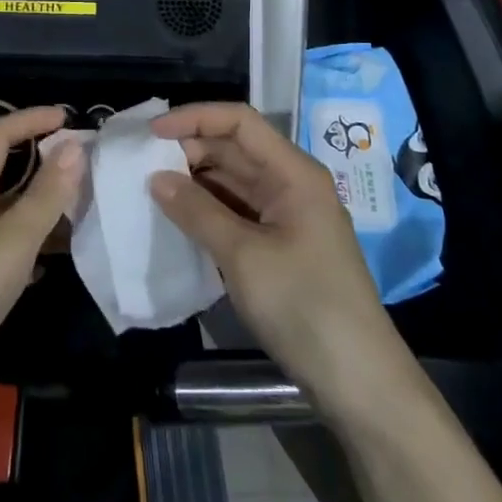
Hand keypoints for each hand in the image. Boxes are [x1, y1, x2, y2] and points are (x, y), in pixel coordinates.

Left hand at [0, 107, 84, 423]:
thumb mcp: (12, 240)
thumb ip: (46, 195)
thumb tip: (75, 146)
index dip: (31, 120)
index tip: (68, 117)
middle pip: (3, 170)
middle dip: (42, 161)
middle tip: (84, 165)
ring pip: (7, 211)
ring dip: (41, 204)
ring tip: (80, 208)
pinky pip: (5, 246)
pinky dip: (31, 243)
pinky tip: (52, 259)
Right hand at [148, 103, 415, 428]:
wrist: (359, 383)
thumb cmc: (304, 305)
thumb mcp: (243, 256)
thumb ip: (197, 211)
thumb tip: (155, 178)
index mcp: (293, 173)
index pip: (239, 122)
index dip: (195, 118)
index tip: (151, 134)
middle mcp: (291, 184)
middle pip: (234, 149)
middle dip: (189, 150)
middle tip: (142, 165)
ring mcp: (286, 216)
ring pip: (232, 181)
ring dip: (194, 181)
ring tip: (151, 188)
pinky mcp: (280, 246)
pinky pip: (236, 211)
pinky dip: (206, 210)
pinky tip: (177, 218)